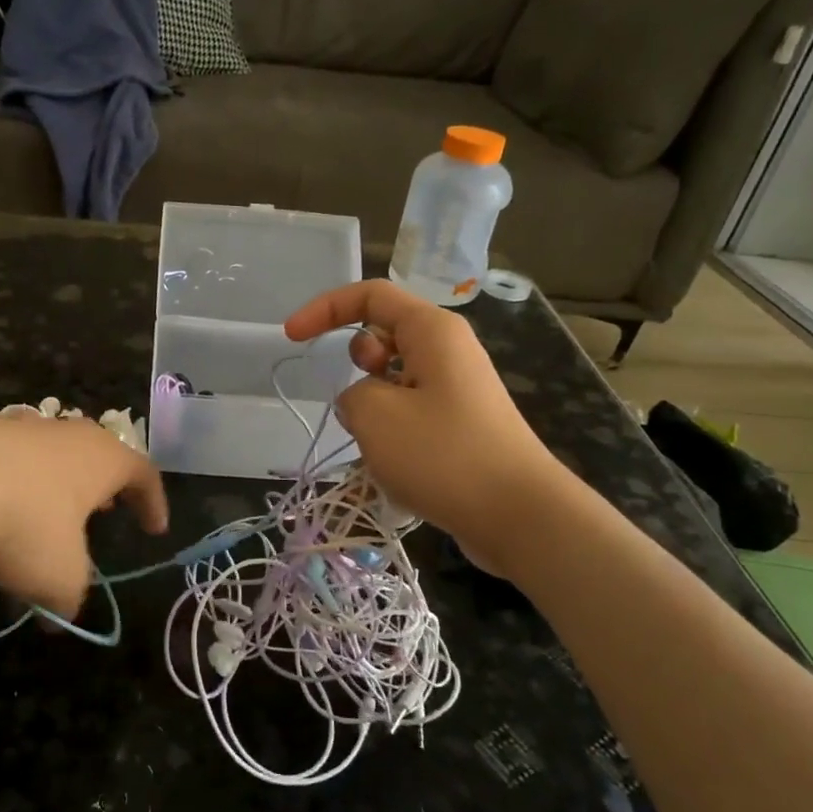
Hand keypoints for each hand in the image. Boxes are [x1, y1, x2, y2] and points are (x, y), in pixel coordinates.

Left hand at [0, 415, 167, 616]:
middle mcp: (68, 434)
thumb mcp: (59, 576)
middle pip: (98, 453)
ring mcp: (21, 427)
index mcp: (103, 459)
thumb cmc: (25, 523)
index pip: (143, 474)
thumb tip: (60, 620)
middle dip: (102, 486)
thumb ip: (69, 600)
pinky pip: (7, 458)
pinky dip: (11, 483)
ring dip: (55, 481)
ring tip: (46, 512)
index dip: (152, 502)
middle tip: (102, 512)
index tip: (154, 529)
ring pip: (51, 452)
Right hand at [285, 281, 558, 546]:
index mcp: (433, 330)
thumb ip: (352, 394)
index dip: (325, 308)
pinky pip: (412, 407)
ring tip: (384, 442)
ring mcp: (458, 388)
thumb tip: (363, 400)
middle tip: (367, 399)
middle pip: (384, 334)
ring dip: (373, 403)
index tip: (292, 337)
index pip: (370, 295)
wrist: (519, 516)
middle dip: (358, 361)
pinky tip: (400, 463)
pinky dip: (393, 426)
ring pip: (395, 376)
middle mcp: (449, 349)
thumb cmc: (444, 455)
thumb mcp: (375, 415)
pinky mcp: (462, 423)